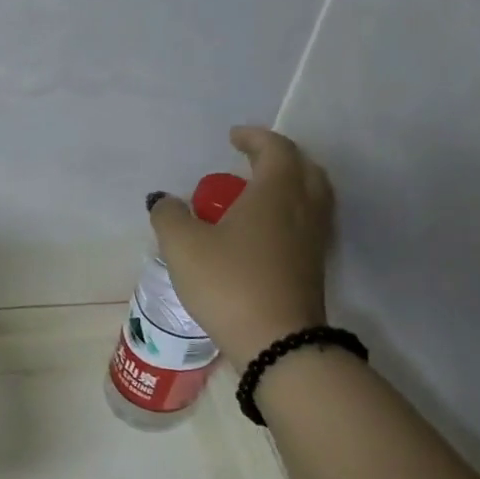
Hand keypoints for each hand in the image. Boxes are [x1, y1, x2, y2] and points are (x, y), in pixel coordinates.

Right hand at [150, 126, 333, 369]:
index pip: (275, 150)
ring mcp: (313, 240)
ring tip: (255, 193)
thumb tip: (165, 201)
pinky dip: (288, 212)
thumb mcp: (182, 245)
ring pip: (310, 197)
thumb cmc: (228, 282)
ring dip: (287, 185)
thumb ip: (169, 216)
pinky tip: (262, 230)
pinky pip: (305, 223)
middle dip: (279, 158)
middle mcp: (303, 209)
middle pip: (304, 169)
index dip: (255, 138)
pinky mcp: (312, 267)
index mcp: (276, 193)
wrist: (276, 341)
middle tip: (250, 160)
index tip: (233, 137)